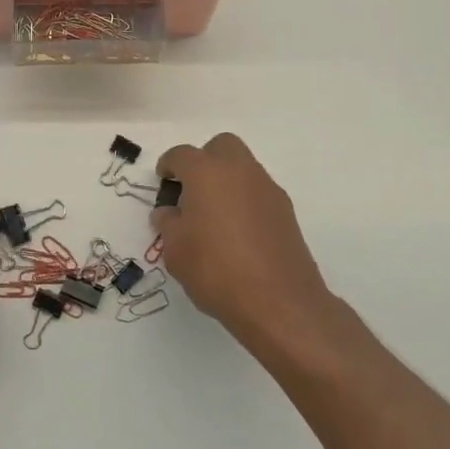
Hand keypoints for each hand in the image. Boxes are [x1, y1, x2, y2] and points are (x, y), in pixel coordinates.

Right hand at [153, 133, 337, 350]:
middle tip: (192, 190)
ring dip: (227, 180)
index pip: (181, 155)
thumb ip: (168, 224)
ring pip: (243, 168)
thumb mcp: (175, 250)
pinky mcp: (286, 212)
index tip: (163, 181)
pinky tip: (238, 233)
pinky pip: (258, 193)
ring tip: (214, 215)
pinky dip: (245, 201)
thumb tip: (169, 212)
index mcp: (206, 172)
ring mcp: (267, 189)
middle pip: (221, 146)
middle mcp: (239, 171)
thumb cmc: (215, 269)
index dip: (168, 165)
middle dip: (204, 160)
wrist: (279, 302)